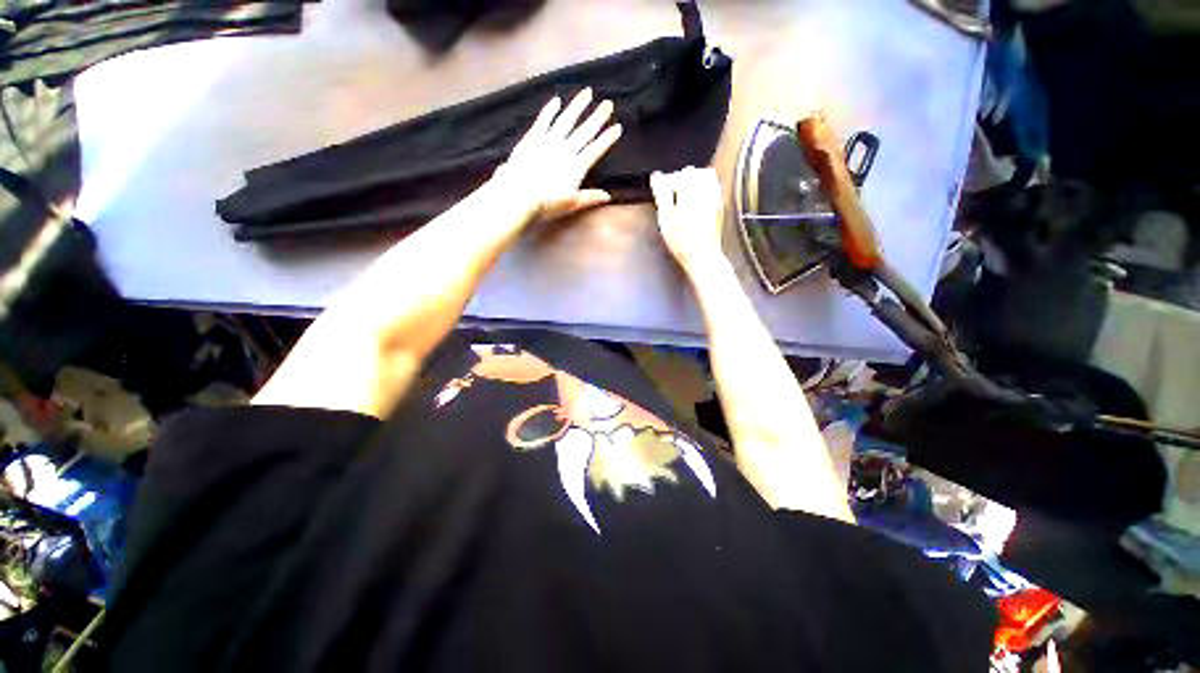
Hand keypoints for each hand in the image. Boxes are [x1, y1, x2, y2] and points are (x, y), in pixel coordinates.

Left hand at [493, 88, 622, 222]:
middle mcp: (566, 150)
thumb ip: (589, 198)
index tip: (618, 127)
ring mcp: (549, 141)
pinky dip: (550, 110)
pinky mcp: (533, 138)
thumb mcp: (571, 204)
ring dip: (577, 106)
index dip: (607, 138)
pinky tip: (557, 100)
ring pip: (566, 120)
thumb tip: (608, 196)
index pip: (595, 150)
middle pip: (584, 131)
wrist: (519, 194)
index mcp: (576, 167)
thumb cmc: (546, 203)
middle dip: (597, 117)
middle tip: (608, 103)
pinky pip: (544, 120)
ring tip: (587, 92)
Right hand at [650, 167, 726, 273]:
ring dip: (693, 183)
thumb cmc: (682, 240)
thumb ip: (661, 193)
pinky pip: (713, 189)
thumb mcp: (665, 216)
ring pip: (706, 178)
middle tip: (670, 193)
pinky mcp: (719, 207)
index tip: (660, 190)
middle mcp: (706, 189)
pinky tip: (694, 204)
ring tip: (682, 196)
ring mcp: (715, 197)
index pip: (679, 174)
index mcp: (691, 188)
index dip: (667, 181)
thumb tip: (656, 177)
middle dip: (681, 179)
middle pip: (694, 173)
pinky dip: (703, 191)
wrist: (702, 256)